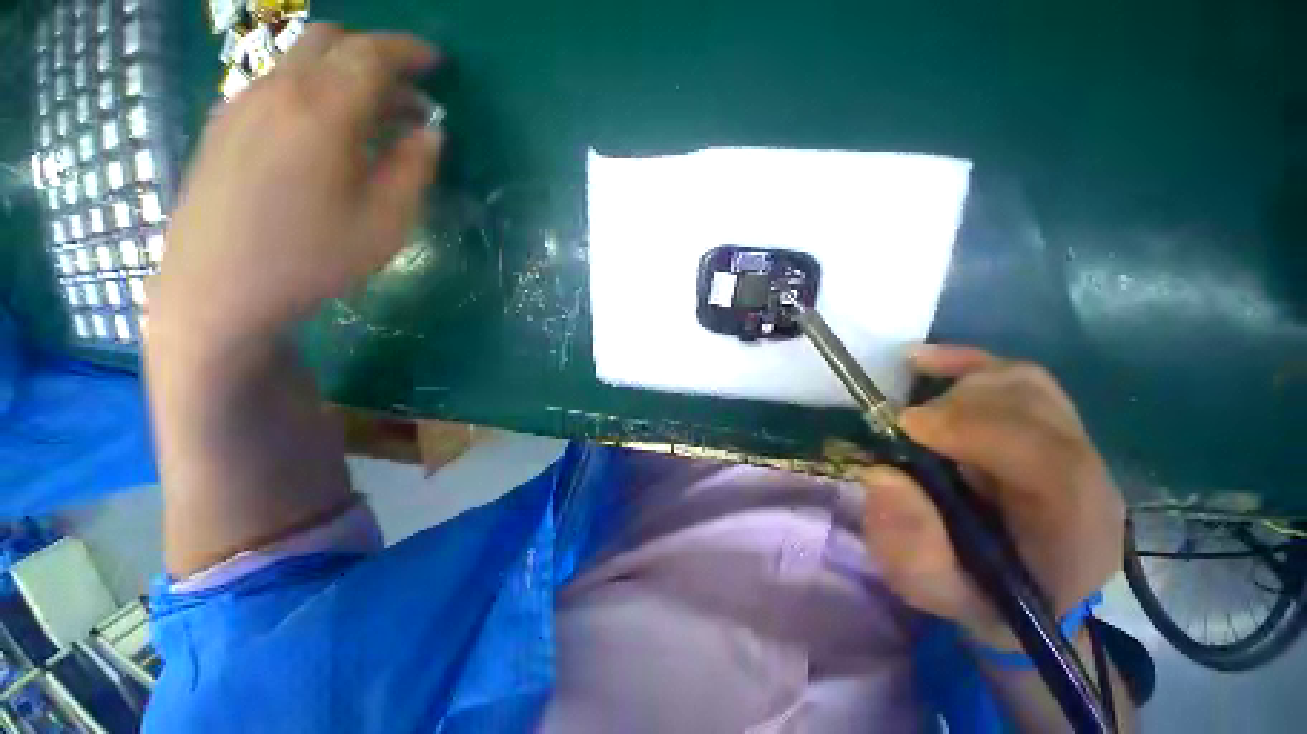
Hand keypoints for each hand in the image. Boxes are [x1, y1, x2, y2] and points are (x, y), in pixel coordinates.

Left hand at [152, 25, 440, 351]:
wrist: (217, 288)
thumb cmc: (312, 258)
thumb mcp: (384, 222)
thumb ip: (412, 169)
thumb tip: (430, 132)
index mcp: (321, 111)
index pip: (371, 55)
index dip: (409, 51)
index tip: (437, 62)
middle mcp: (277, 90)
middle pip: (330, 41)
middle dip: (376, 55)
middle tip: (409, 93)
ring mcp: (242, 104)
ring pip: (301, 61)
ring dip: (346, 75)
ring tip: (376, 119)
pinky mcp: (224, 125)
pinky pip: (277, 85)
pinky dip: (314, 90)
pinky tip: (328, 134)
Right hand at [856, 345, 1124, 648]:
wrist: (1029, 596)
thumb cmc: (981, 599)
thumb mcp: (934, 590)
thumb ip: (910, 547)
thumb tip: (881, 475)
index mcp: (1074, 530)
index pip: (1051, 460)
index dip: (977, 429)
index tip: (905, 424)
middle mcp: (1088, 475)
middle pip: (1036, 407)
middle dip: (958, 406)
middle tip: (901, 424)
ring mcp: (1075, 443)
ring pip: (1024, 384)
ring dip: (959, 383)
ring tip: (914, 407)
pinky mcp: (1051, 425)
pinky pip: (1016, 376)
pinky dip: (967, 362)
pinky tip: (925, 362)